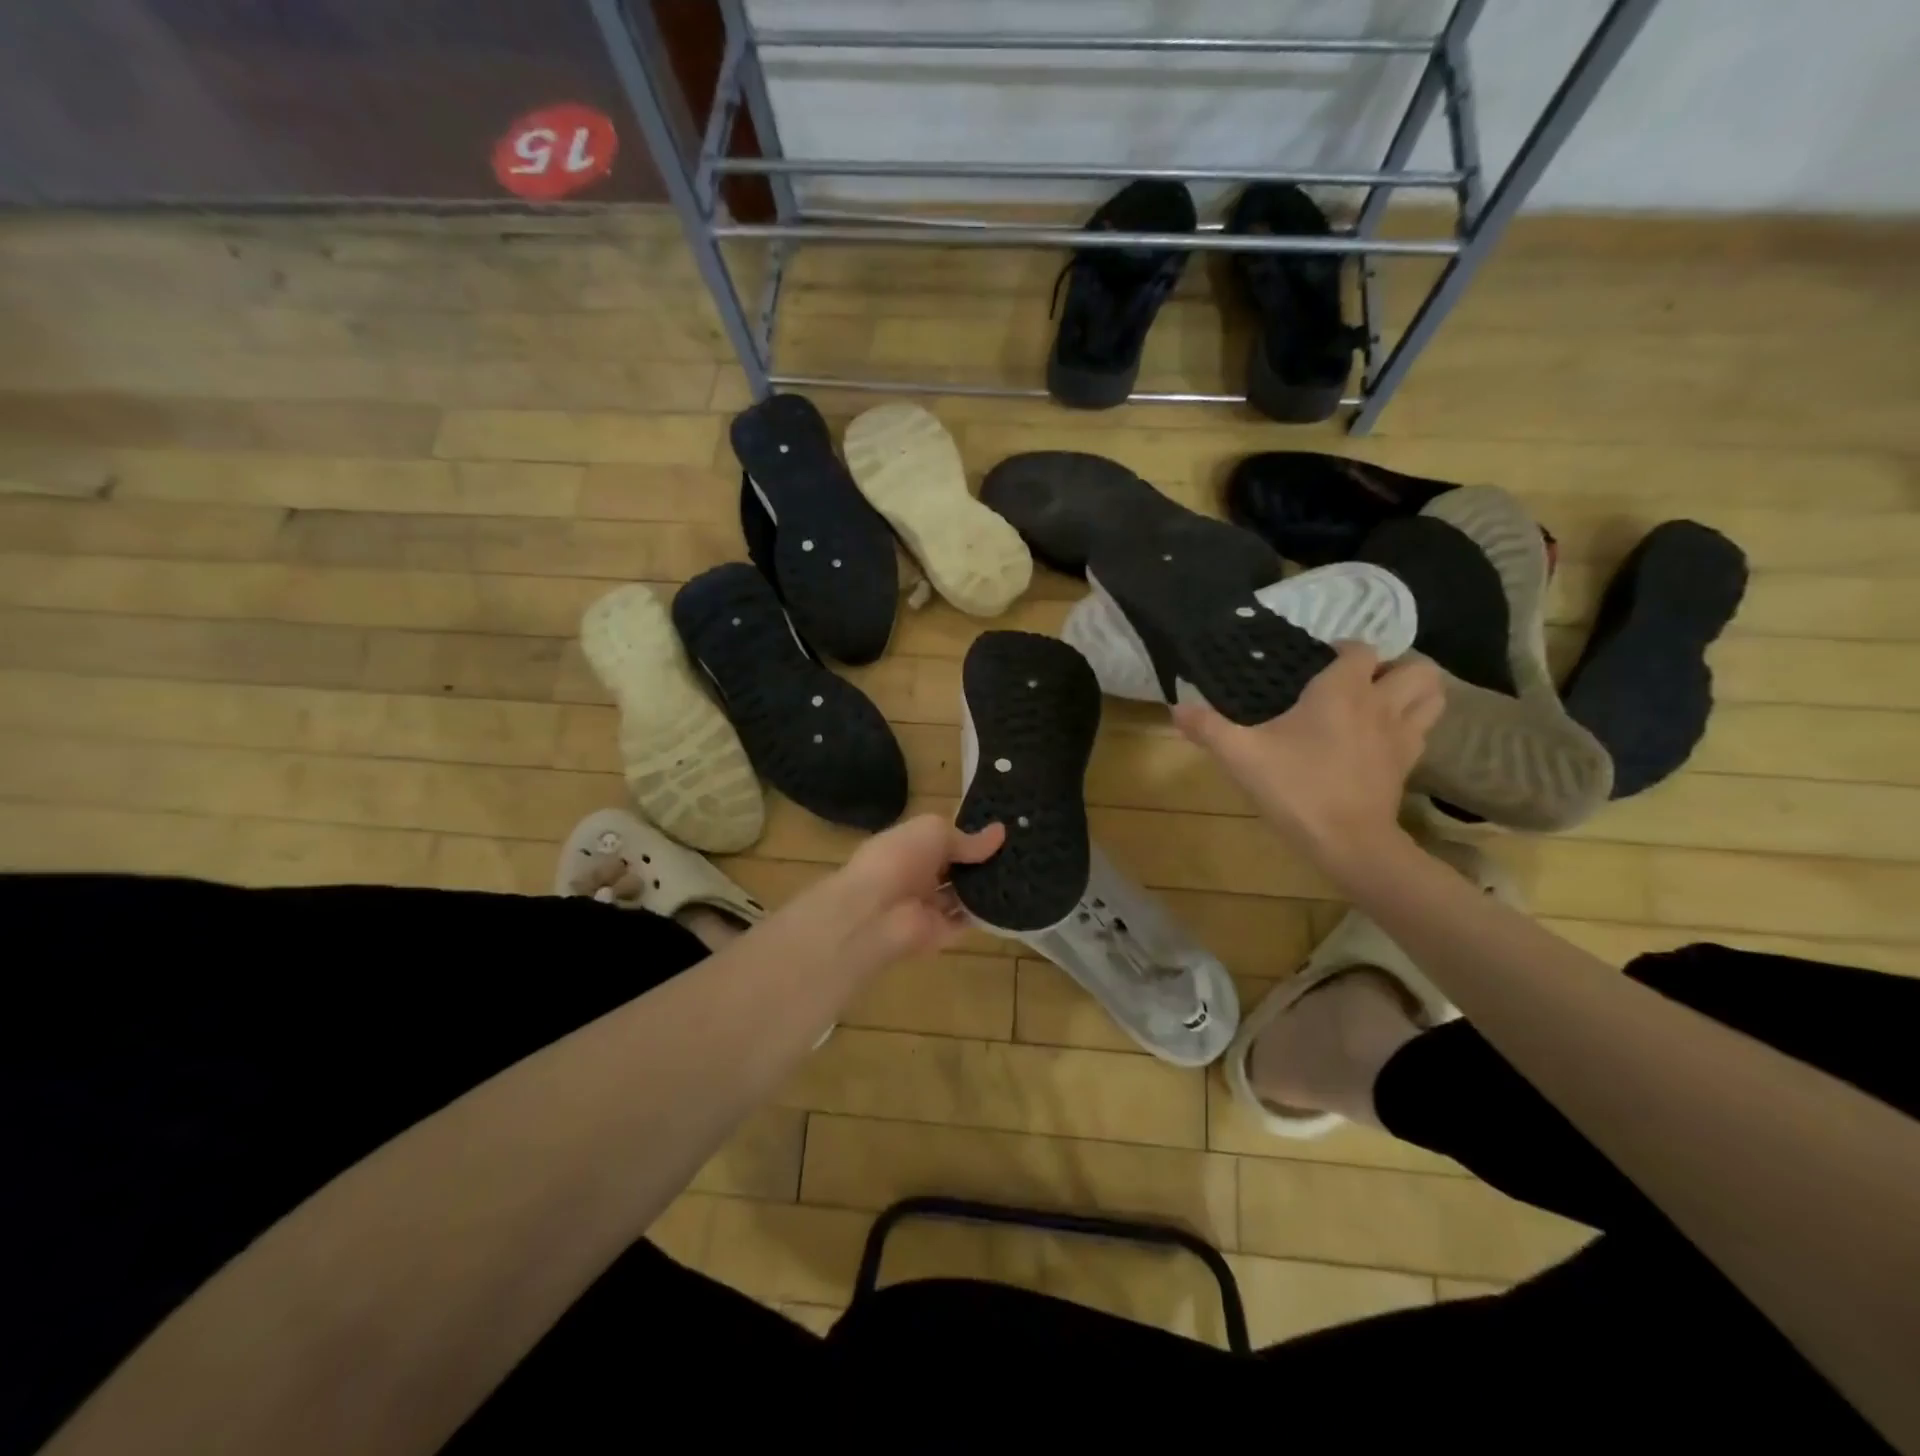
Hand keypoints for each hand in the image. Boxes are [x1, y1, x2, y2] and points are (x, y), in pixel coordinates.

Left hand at [834, 813, 1005, 958]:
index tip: (1003, 831)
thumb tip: (1000, 832)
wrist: (874, 914)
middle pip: (954, 869)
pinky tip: (1014, 900)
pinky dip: (987, 913)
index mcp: (908, 846)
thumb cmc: (899, 859)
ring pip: (962, 895)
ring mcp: (928, 907)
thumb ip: (966, 838)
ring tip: (1024, 874)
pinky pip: (968, 921)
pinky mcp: (940, 934)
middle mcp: (917, 875)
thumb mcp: (934, 832)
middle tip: (1020, 854)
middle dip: (980, 862)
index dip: (969, 835)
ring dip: (986, 887)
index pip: (942, 840)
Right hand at [1173, 643, 1442, 870]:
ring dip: (1413, 692)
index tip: (1318, 663)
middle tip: (1359, 681)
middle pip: (1415, 667)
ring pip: (1433, 696)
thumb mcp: (1241, 756)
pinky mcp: (1409, 764)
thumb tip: (1175, 709)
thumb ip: (1208, 728)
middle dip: (1393, 666)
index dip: (1343, 650)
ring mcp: (1402, 735)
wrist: (1348, 842)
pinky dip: (1411, 724)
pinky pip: (1423, 730)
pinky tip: (1382, 738)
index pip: (1359, 649)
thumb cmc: (1296, 788)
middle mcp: (1380, 704)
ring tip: (1381, 702)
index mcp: (1342, 691)